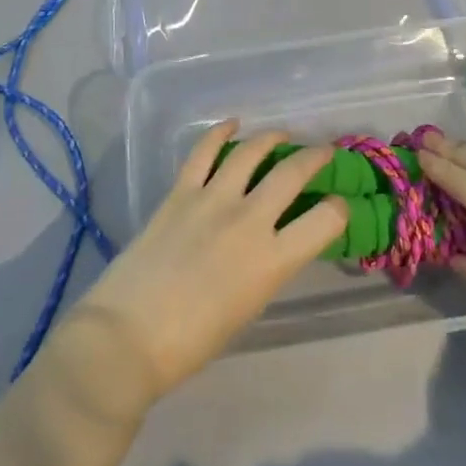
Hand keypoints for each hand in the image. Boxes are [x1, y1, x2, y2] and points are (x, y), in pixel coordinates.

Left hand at [67, 120, 348, 403]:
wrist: (128, 337)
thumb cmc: (192, 342)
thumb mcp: (248, 307)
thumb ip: (266, 268)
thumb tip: (271, 243)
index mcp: (272, 260)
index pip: (326, 220)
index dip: (338, 209)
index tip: (337, 205)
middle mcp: (249, 220)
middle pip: (292, 172)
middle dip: (315, 157)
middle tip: (322, 152)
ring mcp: (212, 199)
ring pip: (251, 152)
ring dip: (271, 137)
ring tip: (281, 134)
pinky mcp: (180, 191)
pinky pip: (204, 151)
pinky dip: (220, 132)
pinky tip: (232, 123)